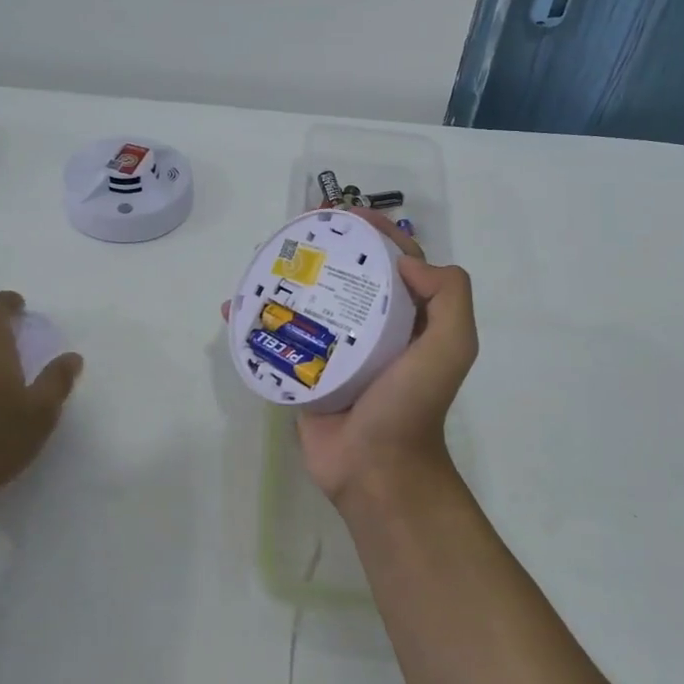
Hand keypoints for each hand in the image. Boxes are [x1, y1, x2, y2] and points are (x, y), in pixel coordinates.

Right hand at [224, 211, 477, 504]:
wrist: (375, 469)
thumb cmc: (410, 405)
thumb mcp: (452, 346)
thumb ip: (449, 296)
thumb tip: (406, 261)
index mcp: (409, 318)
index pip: (394, 260)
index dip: (374, 232)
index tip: (343, 215)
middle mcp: (374, 327)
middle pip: (347, 276)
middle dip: (323, 249)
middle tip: (294, 234)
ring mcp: (335, 349)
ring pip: (311, 302)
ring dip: (286, 279)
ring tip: (260, 261)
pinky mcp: (304, 371)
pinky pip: (279, 338)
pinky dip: (255, 321)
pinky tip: (231, 306)